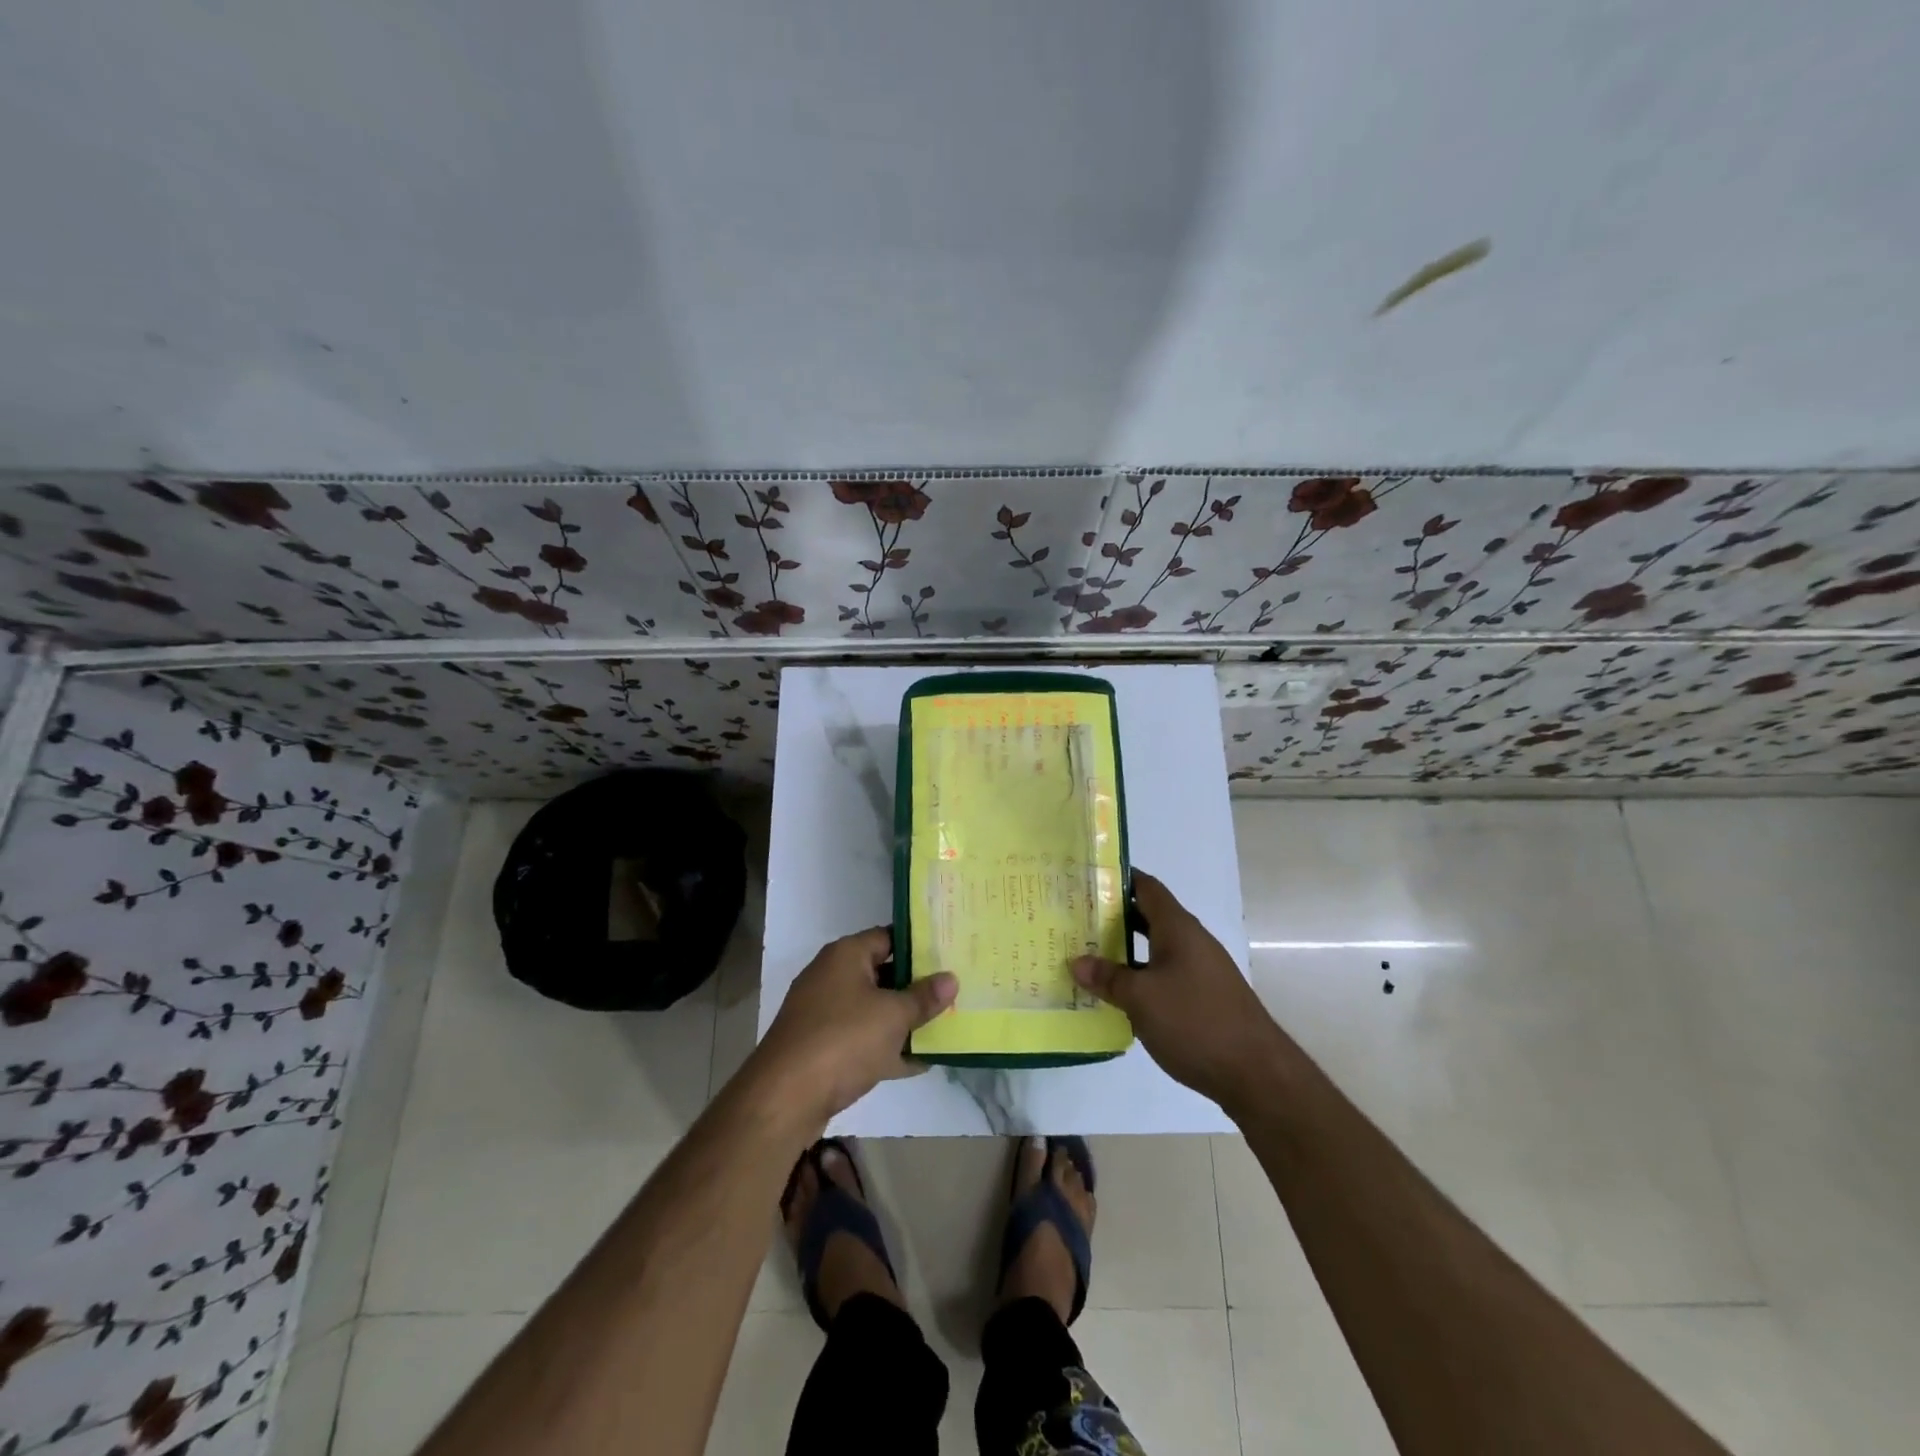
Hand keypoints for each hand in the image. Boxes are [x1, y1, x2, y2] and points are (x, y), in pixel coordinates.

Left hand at [752, 927, 956, 1125]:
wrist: (784, 1098)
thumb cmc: (843, 1040)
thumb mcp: (893, 1016)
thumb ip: (924, 997)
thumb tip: (951, 978)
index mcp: (846, 955)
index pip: (888, 936)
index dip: (920, 945)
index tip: (950, 954)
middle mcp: (832, 976)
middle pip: (883, 973)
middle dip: (916, 986)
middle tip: (955, 991)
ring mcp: (825, 1014)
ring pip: (874, 1009)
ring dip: (905, 1020)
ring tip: (946, 1025)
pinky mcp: (823, 1048)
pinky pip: (863, 1040)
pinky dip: (888, 1048)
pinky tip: (921, 1062)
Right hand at [1072, 871, 1282, 1108]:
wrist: (1257, 1074)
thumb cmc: (1195, 1021)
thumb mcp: (1141, 998)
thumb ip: (1108, 977)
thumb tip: (1076, 962)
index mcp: (1178, 928)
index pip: (1145, 887)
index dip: (1117, 878)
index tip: (1086, 879)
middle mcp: (1191, 941)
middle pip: (1148, 916)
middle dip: (1113, 916)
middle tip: (1076, 919)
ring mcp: (1200, 970)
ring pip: (1155, 949)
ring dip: (1124, 950)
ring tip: (1087, 955)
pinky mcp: (1204, 998)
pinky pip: (1164, 974)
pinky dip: (1140, 977)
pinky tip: (1118, 995)